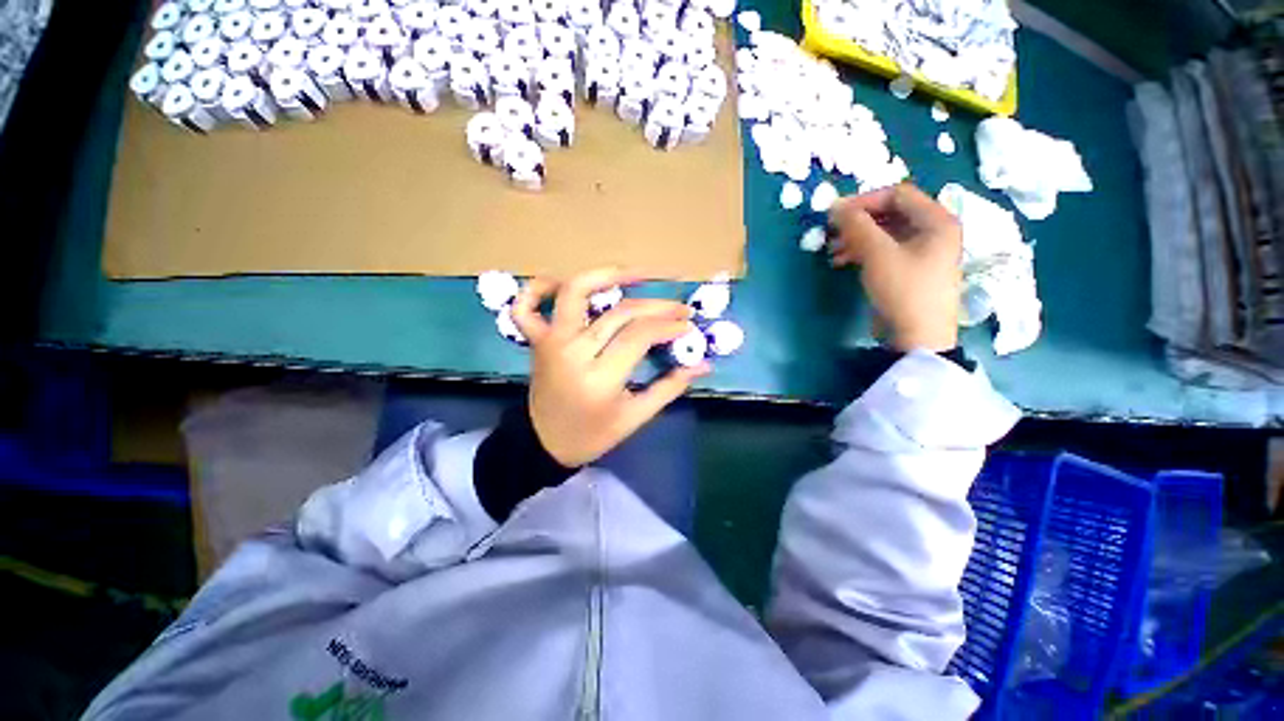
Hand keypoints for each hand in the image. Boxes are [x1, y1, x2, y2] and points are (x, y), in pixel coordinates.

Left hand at [510, 268, 708, 466]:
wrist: (543, 444)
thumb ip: (669, 387)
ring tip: (636, 274)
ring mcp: (550, 341)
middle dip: (656, 306)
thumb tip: (703, 365)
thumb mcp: (635, 418)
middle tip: (679, 308)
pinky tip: (561, 281)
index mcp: (599, 379)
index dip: (668, 326)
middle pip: (619, 313)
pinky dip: (539, 287)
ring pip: (576, 292)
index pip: (639, 336)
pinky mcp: (536, 340)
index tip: (689, 326)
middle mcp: (572, 352)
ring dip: (606, 275)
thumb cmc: (592, 435)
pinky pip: (526, 306)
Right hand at [827, 183, 962, 352]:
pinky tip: (842, 262)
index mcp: (937, 220)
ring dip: (857, 239)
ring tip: (832, 252)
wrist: (917, 336)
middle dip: (858, 222)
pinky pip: (885, 251)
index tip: (835, 215)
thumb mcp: (877, 254)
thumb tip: (835, 206)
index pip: (897, 194)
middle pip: (891, 214)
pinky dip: (863, 252)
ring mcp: (923, 252)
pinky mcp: (910, 270)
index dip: (865, 200)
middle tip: (831, 233)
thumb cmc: (903, 289)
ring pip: (885, 233)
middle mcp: (933, 231)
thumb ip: (856, 226)